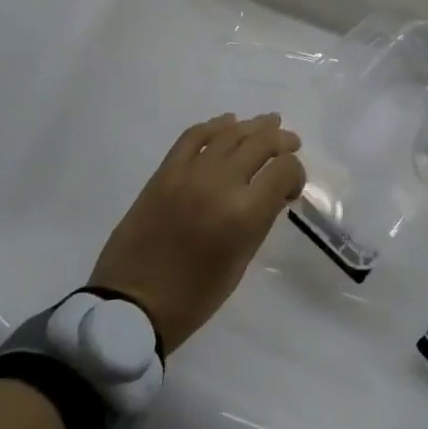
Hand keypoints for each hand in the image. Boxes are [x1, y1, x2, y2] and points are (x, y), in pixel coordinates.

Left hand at [89, 113, 304, 352]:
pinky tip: (228, 124)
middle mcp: (220, 183)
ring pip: (230, 133)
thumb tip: (273, 192)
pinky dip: (214, 126)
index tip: (291, 187)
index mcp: (244, 213)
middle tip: (291, 143)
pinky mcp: (165, 171)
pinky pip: (194, 136)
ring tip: (268, 124)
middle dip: (282, 141)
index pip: (284, 170)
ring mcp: (190, 172)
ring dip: (254, 127)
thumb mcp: (240, 262)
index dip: (296, 173)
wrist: (131, 304)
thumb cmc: (194, 296)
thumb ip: (261, 220)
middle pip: (261, 142)